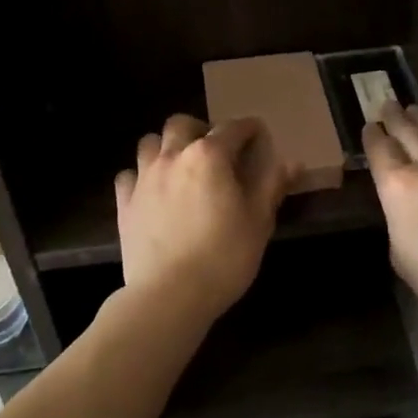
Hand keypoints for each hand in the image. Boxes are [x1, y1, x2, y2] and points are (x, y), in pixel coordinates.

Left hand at [114, 114, 288, 328]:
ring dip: (167, 147)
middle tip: (215, 151)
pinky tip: (152, 192)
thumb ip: (272, 185)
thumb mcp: (259, 221)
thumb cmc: (223, 256)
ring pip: (151, 142)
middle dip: (200, 130)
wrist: (169, 295)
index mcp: (209, 156)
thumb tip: (293, 162)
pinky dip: (140, 176)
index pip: (233, 128)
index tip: (258, 137)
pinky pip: (129, 174)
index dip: (249, 129)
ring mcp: (144, 177)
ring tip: (180, 167)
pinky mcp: (125, 201)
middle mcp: (173, 156)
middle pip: (183, 123)